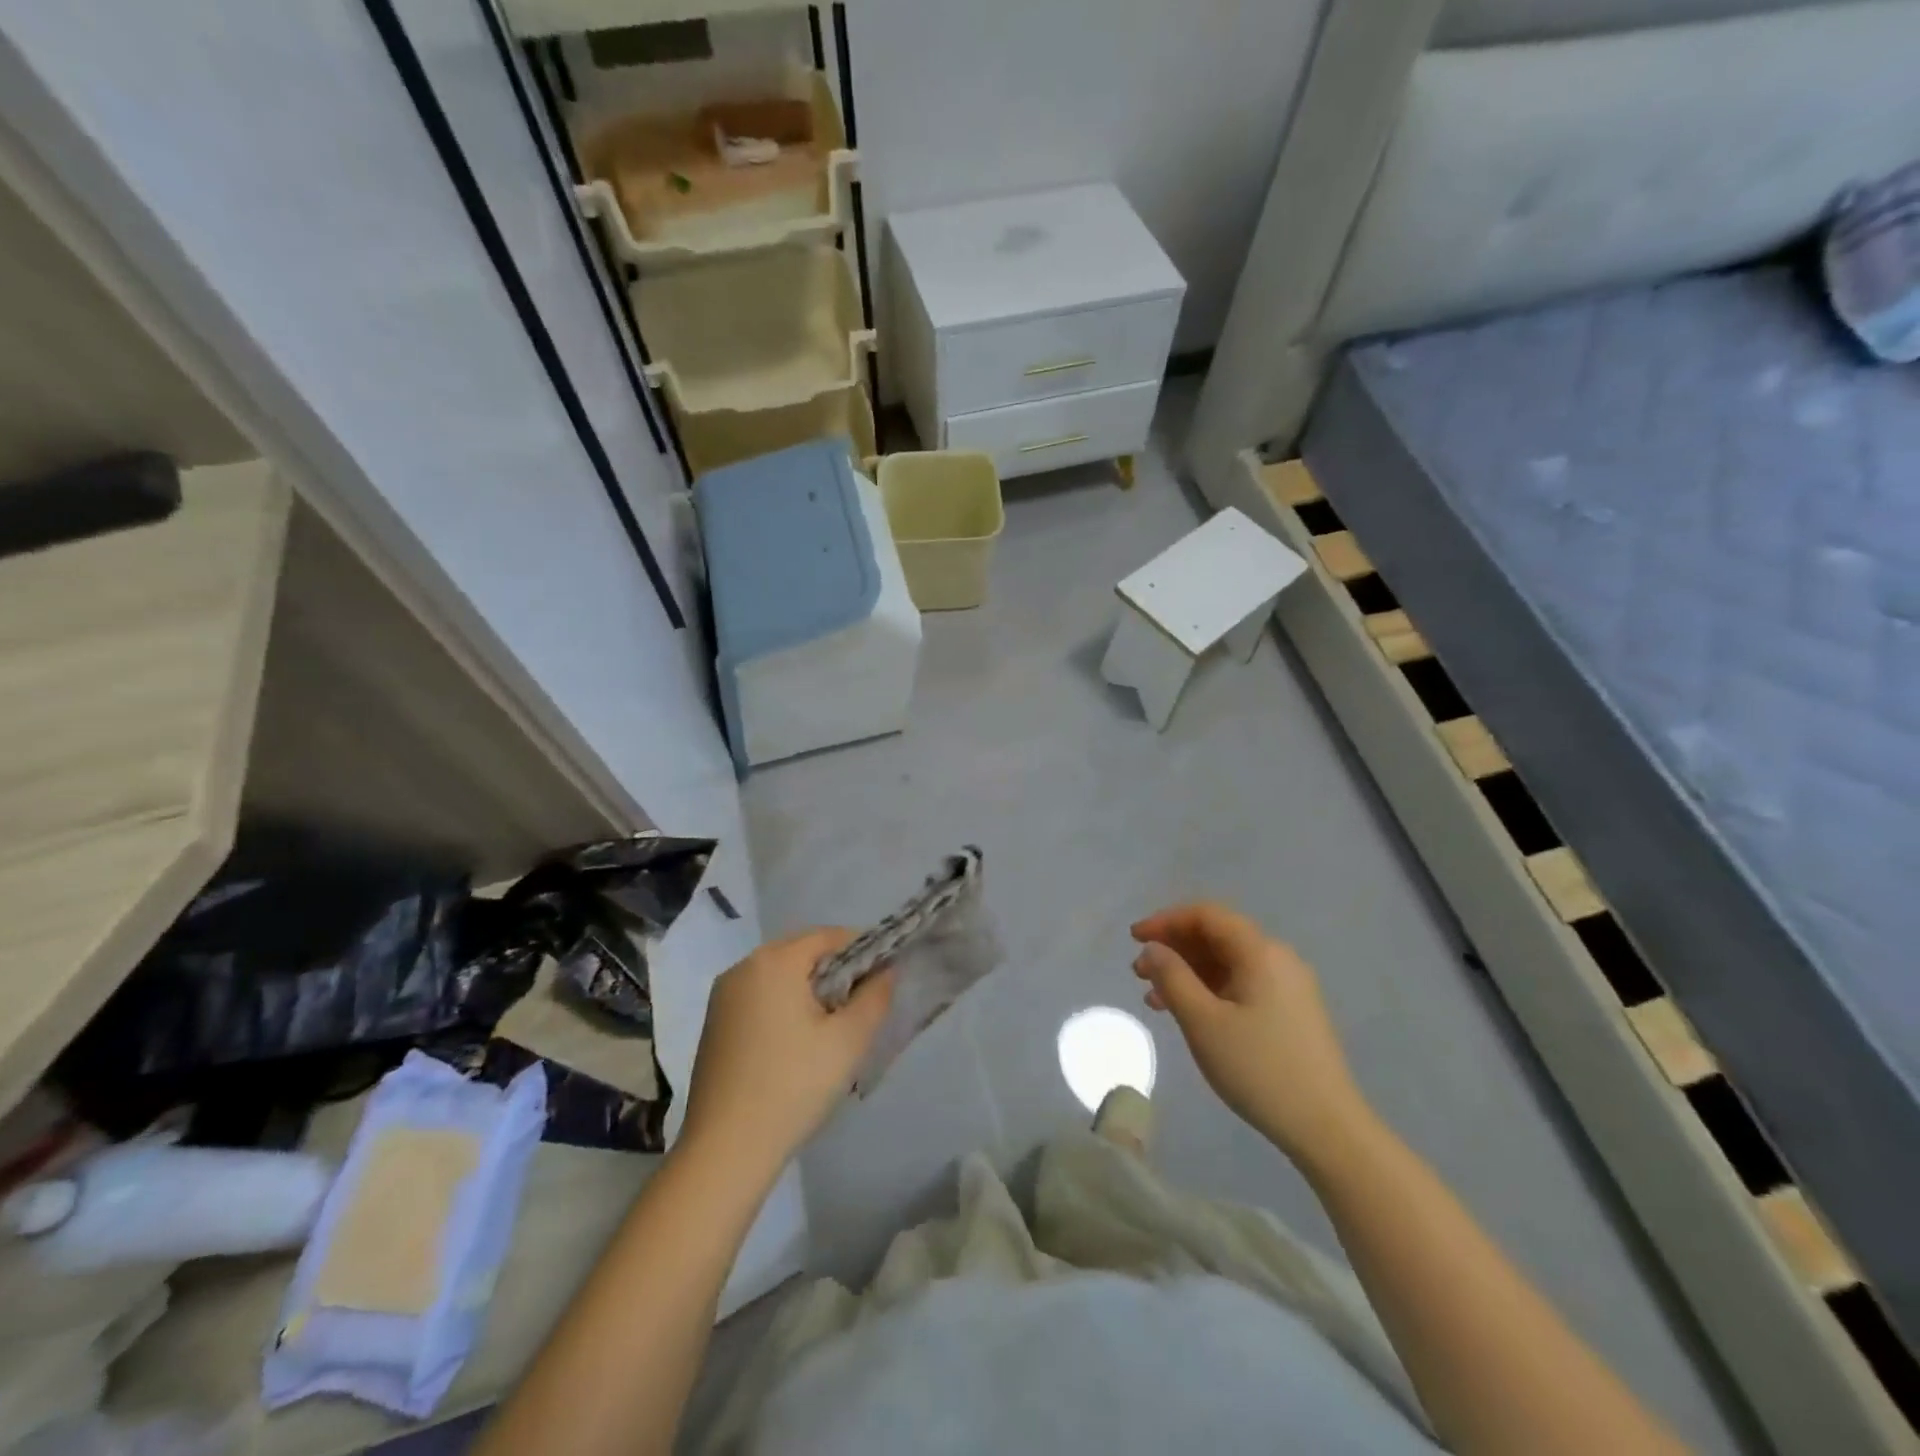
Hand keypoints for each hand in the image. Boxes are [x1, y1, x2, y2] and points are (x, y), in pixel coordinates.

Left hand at [679, 929, 892, 1181]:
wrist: (725, 1150)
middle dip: (835, 970)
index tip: (882, 979)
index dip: (862, 950)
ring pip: (779, 975)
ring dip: (809, 989)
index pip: (828, 936)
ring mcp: (723, 996)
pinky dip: (783, 1005)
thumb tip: (886, 971)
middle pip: (801, 952)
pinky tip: (796, 1043)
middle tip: (860, 1005)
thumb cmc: (793, 1086)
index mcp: (774, 961)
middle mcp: (743, 967)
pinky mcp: (714, 1023)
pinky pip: (759, 996)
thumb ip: (874, 997)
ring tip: (831, 1027)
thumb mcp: (848, 1041)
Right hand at [1131, 903, 1370, 1166]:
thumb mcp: (1203, 1022)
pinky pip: (1242, 984)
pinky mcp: (1291, 1011)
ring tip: (1154, 997)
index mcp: (1260, 952)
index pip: (1206, 915)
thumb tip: (1153, 948)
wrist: (1328, 1129)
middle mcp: (1278, 958)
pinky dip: (1209, 989)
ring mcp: (1289, 986)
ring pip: (1228, 962)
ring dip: (1188, 971)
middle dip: (1174, 947)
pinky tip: (1189, 1014)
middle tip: (1139, 971)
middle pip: (1217, 935)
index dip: (1165, 920)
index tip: (1134, 938)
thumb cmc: (1259, 1069)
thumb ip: (1172, 977)